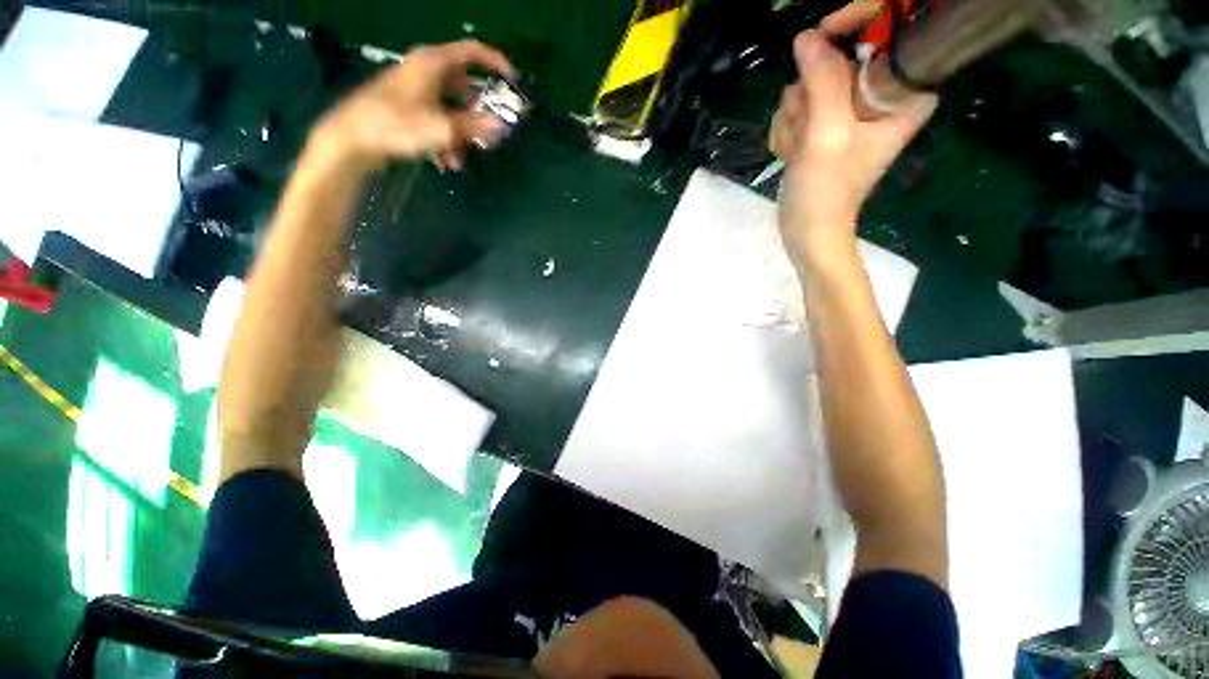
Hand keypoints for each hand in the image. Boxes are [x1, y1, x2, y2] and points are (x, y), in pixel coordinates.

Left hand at [314, 39, 515, 171]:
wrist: (344, 142)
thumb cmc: (393, 125)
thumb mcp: (439, 128)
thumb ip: (473, 126)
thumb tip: (501, 127)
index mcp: (433, 61)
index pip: (473, 51)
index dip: (496, 62)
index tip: (511, 79)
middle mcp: (420, 68)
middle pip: (458, 82)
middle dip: (473, 109)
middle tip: (483, 127)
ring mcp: (405, 88)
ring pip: (442, 103)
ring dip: (454, 129)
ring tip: (459, 158)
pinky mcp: (393, 107)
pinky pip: (425, 114)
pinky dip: (436, 133)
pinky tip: (441, 161)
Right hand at [773, 3, 936, 263]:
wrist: (808, 234)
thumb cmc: (828, 191)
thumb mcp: (827, 133)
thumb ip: (822, 81)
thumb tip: (809, 35)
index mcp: (896, 109)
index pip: (905, 61)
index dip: (880, 38)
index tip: (844, 34)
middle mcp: (876, 106)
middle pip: (846, 63)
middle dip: (816, 84)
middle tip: (813, 117)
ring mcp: (848, 113)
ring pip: (815, 78)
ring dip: (797, 107)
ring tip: (803, 144)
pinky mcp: (825, 121)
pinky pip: (800, 97)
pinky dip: (790, 119)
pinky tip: (794, 147)